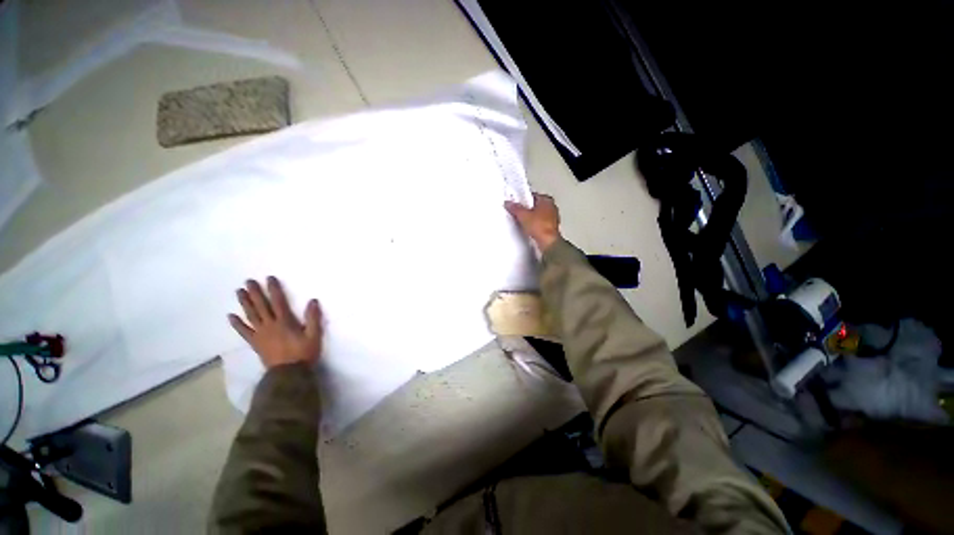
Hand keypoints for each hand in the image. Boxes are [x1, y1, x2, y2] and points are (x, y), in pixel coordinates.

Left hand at [229, 277, 322, 368]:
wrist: (289, 373)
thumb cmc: (303, 353)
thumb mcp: (314, 335)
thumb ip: (313, 318)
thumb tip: (313, 300)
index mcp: (285, 322)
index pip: (278, 302)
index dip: (274, 289)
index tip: (269, 278)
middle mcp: (270, 325)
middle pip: (261, 306)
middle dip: (255, 293)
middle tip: (248, 281)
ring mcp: (261, 334)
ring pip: (251, 316)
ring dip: (245, 303)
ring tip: (239, 292)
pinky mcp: (256, 343)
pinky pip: (244, 332)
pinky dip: (237, 324)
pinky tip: (231, 316)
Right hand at [505, 193, 561, 250]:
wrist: (547, 242)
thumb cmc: (541, 227)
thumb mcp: (522, 215)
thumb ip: (515, 208)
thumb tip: (509, 204)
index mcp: (547, 200)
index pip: (533, 196)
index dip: (523, 199)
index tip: (516, 203)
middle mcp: (552, 208)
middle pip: (535, 206)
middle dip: (527, 209)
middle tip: (518, 212)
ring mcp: (552, 219)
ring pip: (538, 215)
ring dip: (531, 218)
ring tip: (523, 222)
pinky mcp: (550, 228)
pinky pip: (539, 224)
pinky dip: (534, 226)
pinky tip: (528, 229)